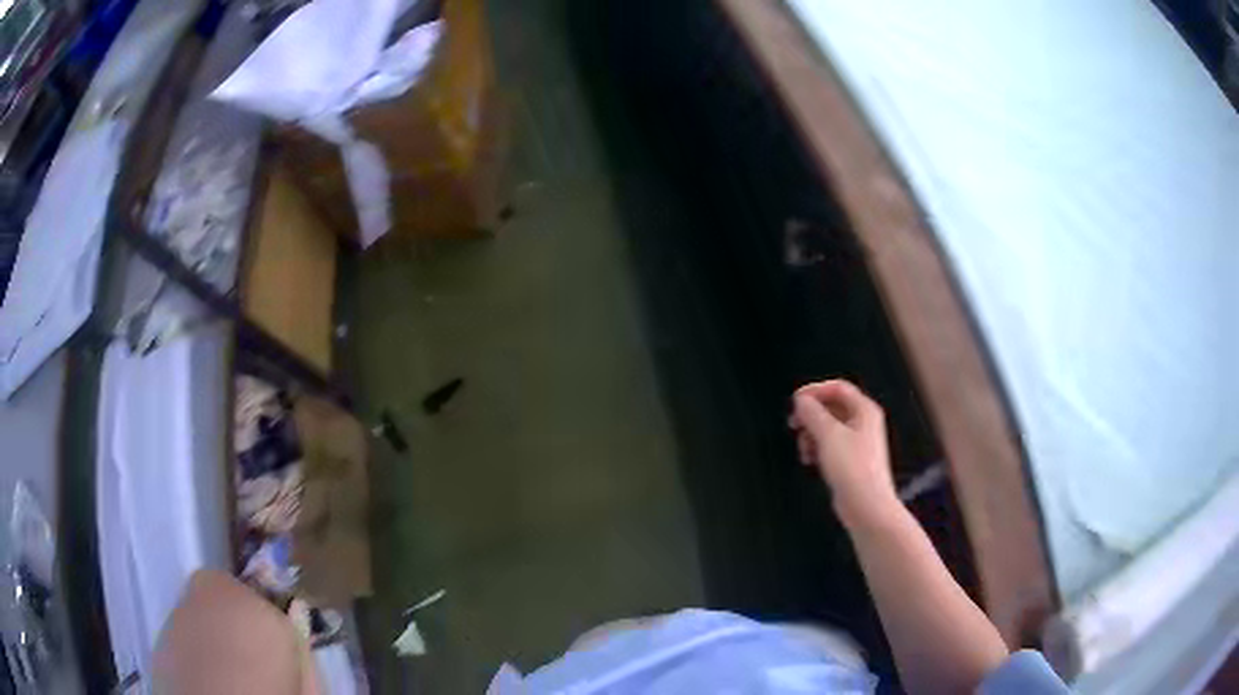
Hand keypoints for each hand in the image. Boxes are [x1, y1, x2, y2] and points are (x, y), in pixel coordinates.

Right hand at [790, 380, 901, 528]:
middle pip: (832, 407)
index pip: (838, 388)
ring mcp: (858, 443)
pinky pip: (830, 445)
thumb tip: (801, 400)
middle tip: (794, 424)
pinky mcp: (850, 461)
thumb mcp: (828, 435)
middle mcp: (863, 423)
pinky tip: (810, 460)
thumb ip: (812, 413)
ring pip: (829, 428)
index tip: (795, 401)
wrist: (866, 506)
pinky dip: (818, 448)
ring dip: (812, 434)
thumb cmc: (852, 467)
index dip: (815, 390)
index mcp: (864, 410)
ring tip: (803, 448)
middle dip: (811, 415)